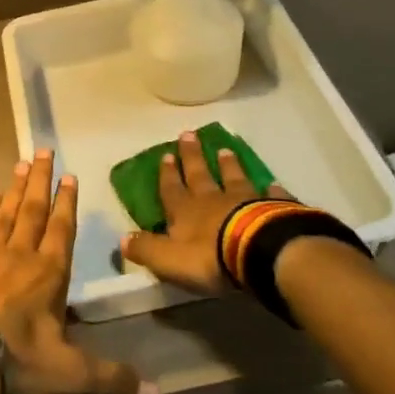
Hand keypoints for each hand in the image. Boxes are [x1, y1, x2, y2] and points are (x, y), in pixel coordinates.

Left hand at [0, 150, 158, 393]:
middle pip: (32, 210)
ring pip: (5, 213)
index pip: (61, 230)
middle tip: (43, 150)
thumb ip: (112, 379)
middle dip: (40, 181)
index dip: (67, 203)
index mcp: (48, 274)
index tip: (70, 175)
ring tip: (20, 164)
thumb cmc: (16, 360)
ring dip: (15, 189)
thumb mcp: (69, 374)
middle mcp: (19, 255)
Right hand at [119, 128, 291, 293]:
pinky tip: (272, 183)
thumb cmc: (209, 258)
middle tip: (189, 134)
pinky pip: (270, 195)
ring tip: (224, 149)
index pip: (172, 189)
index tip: (165, 154)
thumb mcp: (169, 259)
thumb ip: (146, 249)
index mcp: (185, 211)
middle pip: (199, 174)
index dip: (167, 174)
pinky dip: (270, 189)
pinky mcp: (272, 208)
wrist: (259, 253)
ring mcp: (244, 200)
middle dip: (192, 156)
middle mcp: (212, 199)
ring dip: (228, 164)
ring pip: (233, 177)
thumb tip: (122, 239)